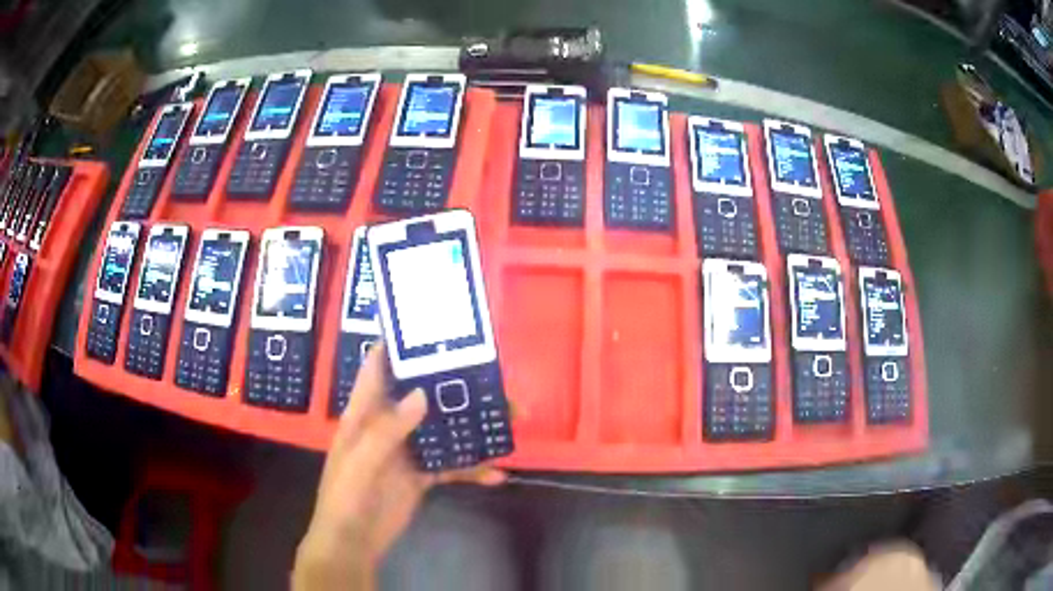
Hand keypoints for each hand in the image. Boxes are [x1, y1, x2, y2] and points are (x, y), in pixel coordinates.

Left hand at [293, 344, 505, 589]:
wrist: (353, 542)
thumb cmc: (346, 497)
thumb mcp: (361, 462)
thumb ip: (387, 429)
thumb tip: (423, 394)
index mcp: (365, 413)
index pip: (378, 367)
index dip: (399, 345)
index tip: (431, 330)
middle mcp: (388, 424)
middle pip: (423, 395)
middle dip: (454, 385)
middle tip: (492, 377)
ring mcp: (408, 450)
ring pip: (444, 428)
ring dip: (473, 425)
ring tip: (509, 420)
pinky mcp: (422, 475)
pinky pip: (452, 465)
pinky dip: (474, 468)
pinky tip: (497, 474)